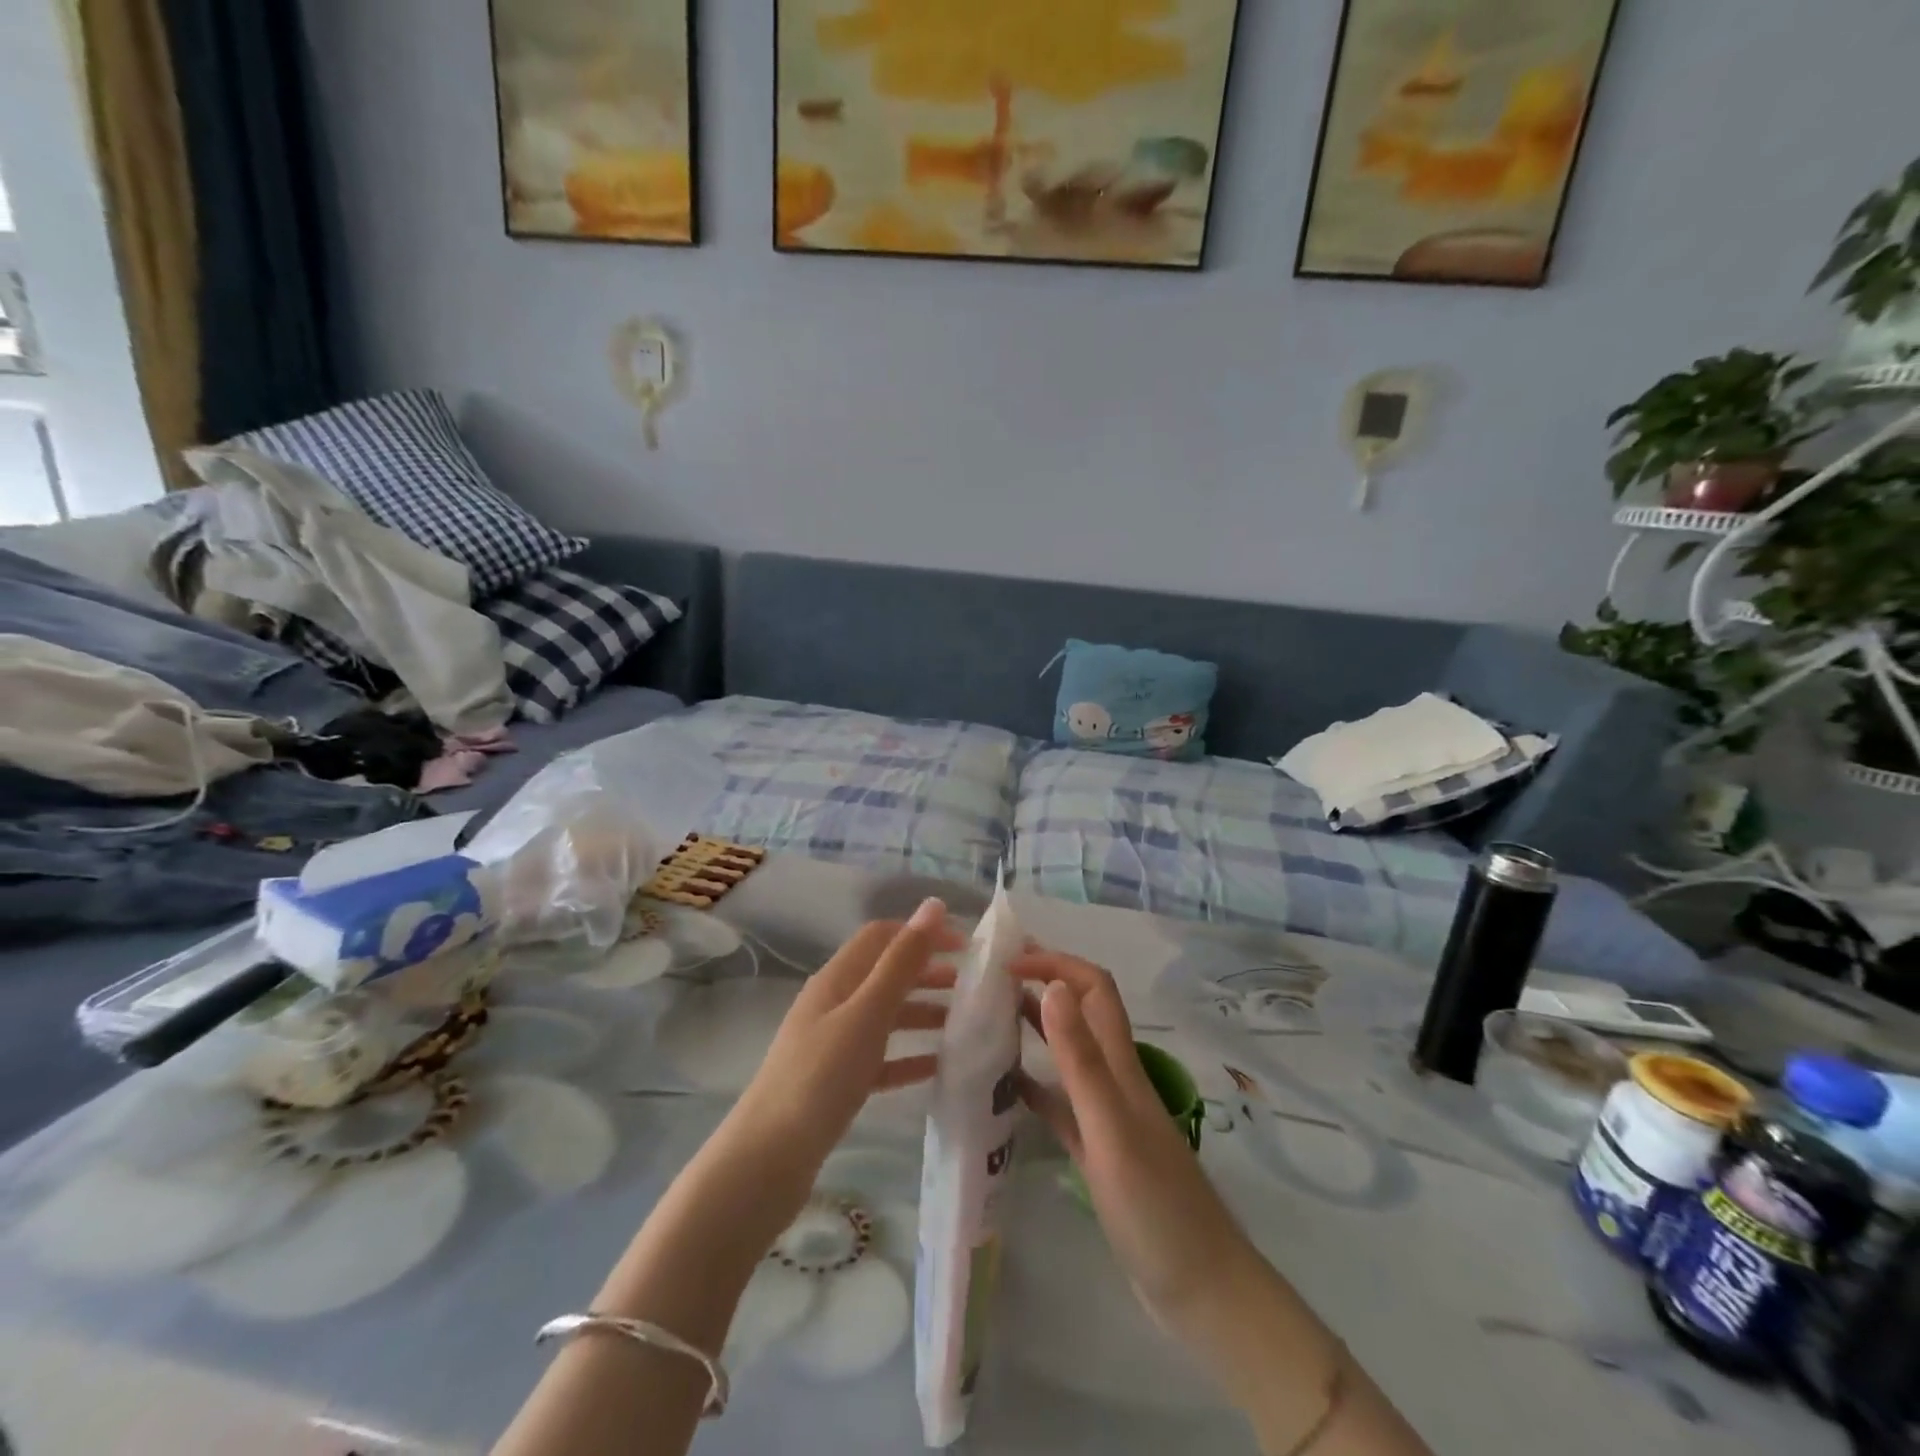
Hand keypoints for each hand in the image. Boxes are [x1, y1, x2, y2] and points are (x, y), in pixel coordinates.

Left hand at [729, 898, 959, 1177]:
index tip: (966, 948)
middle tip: (971, 987)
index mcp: (837, 978)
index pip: (883, 936)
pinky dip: (909, 1056)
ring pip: (886, 1015)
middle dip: (928, 972)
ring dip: (923, 1012)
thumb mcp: (868, 1013)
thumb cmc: (821, 1076)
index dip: (923, 933)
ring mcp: (833, 1043)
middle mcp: (834, 1003)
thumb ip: (902, 961)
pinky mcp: (836, 1082)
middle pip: (886, 974)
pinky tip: (938, 1067)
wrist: (768, 1159)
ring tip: (963, 1025)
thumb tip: (933, 905)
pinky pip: (881, 1057)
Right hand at [1011, 949, 1259, 1337]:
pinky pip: (1059, 1102)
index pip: (1093, 988)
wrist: (1199, 1287)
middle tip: (990, 979)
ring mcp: (1105, 1114)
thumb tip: (1053, 985)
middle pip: (1080, 1011)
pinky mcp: (1096, 1148)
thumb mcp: (1109, 1126)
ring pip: (1068, 1052)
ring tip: (989, 1018)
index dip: (1056, 962)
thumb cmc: (1154, 1205)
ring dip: (1035, 1026)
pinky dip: (1033, 1084)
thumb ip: (1081, 1058)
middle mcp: (1113, 1077)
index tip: (1008, 961)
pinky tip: (1003, 1086)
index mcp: (1120, 1064)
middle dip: (1043, 982)